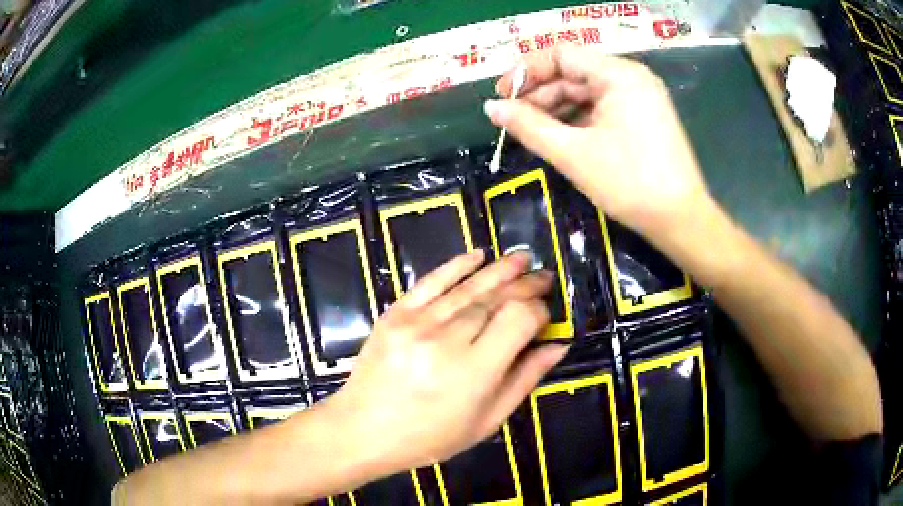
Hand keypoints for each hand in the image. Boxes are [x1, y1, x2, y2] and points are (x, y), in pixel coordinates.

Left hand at [325, 250, 567, 475]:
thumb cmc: (430, 436)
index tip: (546, 315)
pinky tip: (478, 255)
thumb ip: (524, 380)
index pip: (519, 320)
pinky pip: (430, 281)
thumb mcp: (486, 421)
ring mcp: (416, 322)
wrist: (363, 430)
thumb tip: (557, 346)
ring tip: (522, 258)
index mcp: (474, 371)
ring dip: (499, 270)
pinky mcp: (394, 314)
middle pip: (496, 298)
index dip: (539, 312)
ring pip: (468, 287)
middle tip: (544, 276)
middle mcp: (447, 340)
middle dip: (525, 285)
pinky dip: (456, 266)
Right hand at [485, 45, 712, 240]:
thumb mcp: (573, 153)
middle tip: (512, 119)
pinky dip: (577, 119)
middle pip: (574, 72)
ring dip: (556, 108)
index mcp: (619, 75)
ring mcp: (640, 97)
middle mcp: (631, 77)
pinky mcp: (643, 117)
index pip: (562, 54)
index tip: (502, 95)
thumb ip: (529, 126)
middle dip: (540, 93)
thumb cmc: (629, 183)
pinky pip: (602, 107)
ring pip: (587, 91)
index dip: (527, 71)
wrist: (680, 220)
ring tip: (530, 130)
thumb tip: (491, 107)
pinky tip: (558, 135)